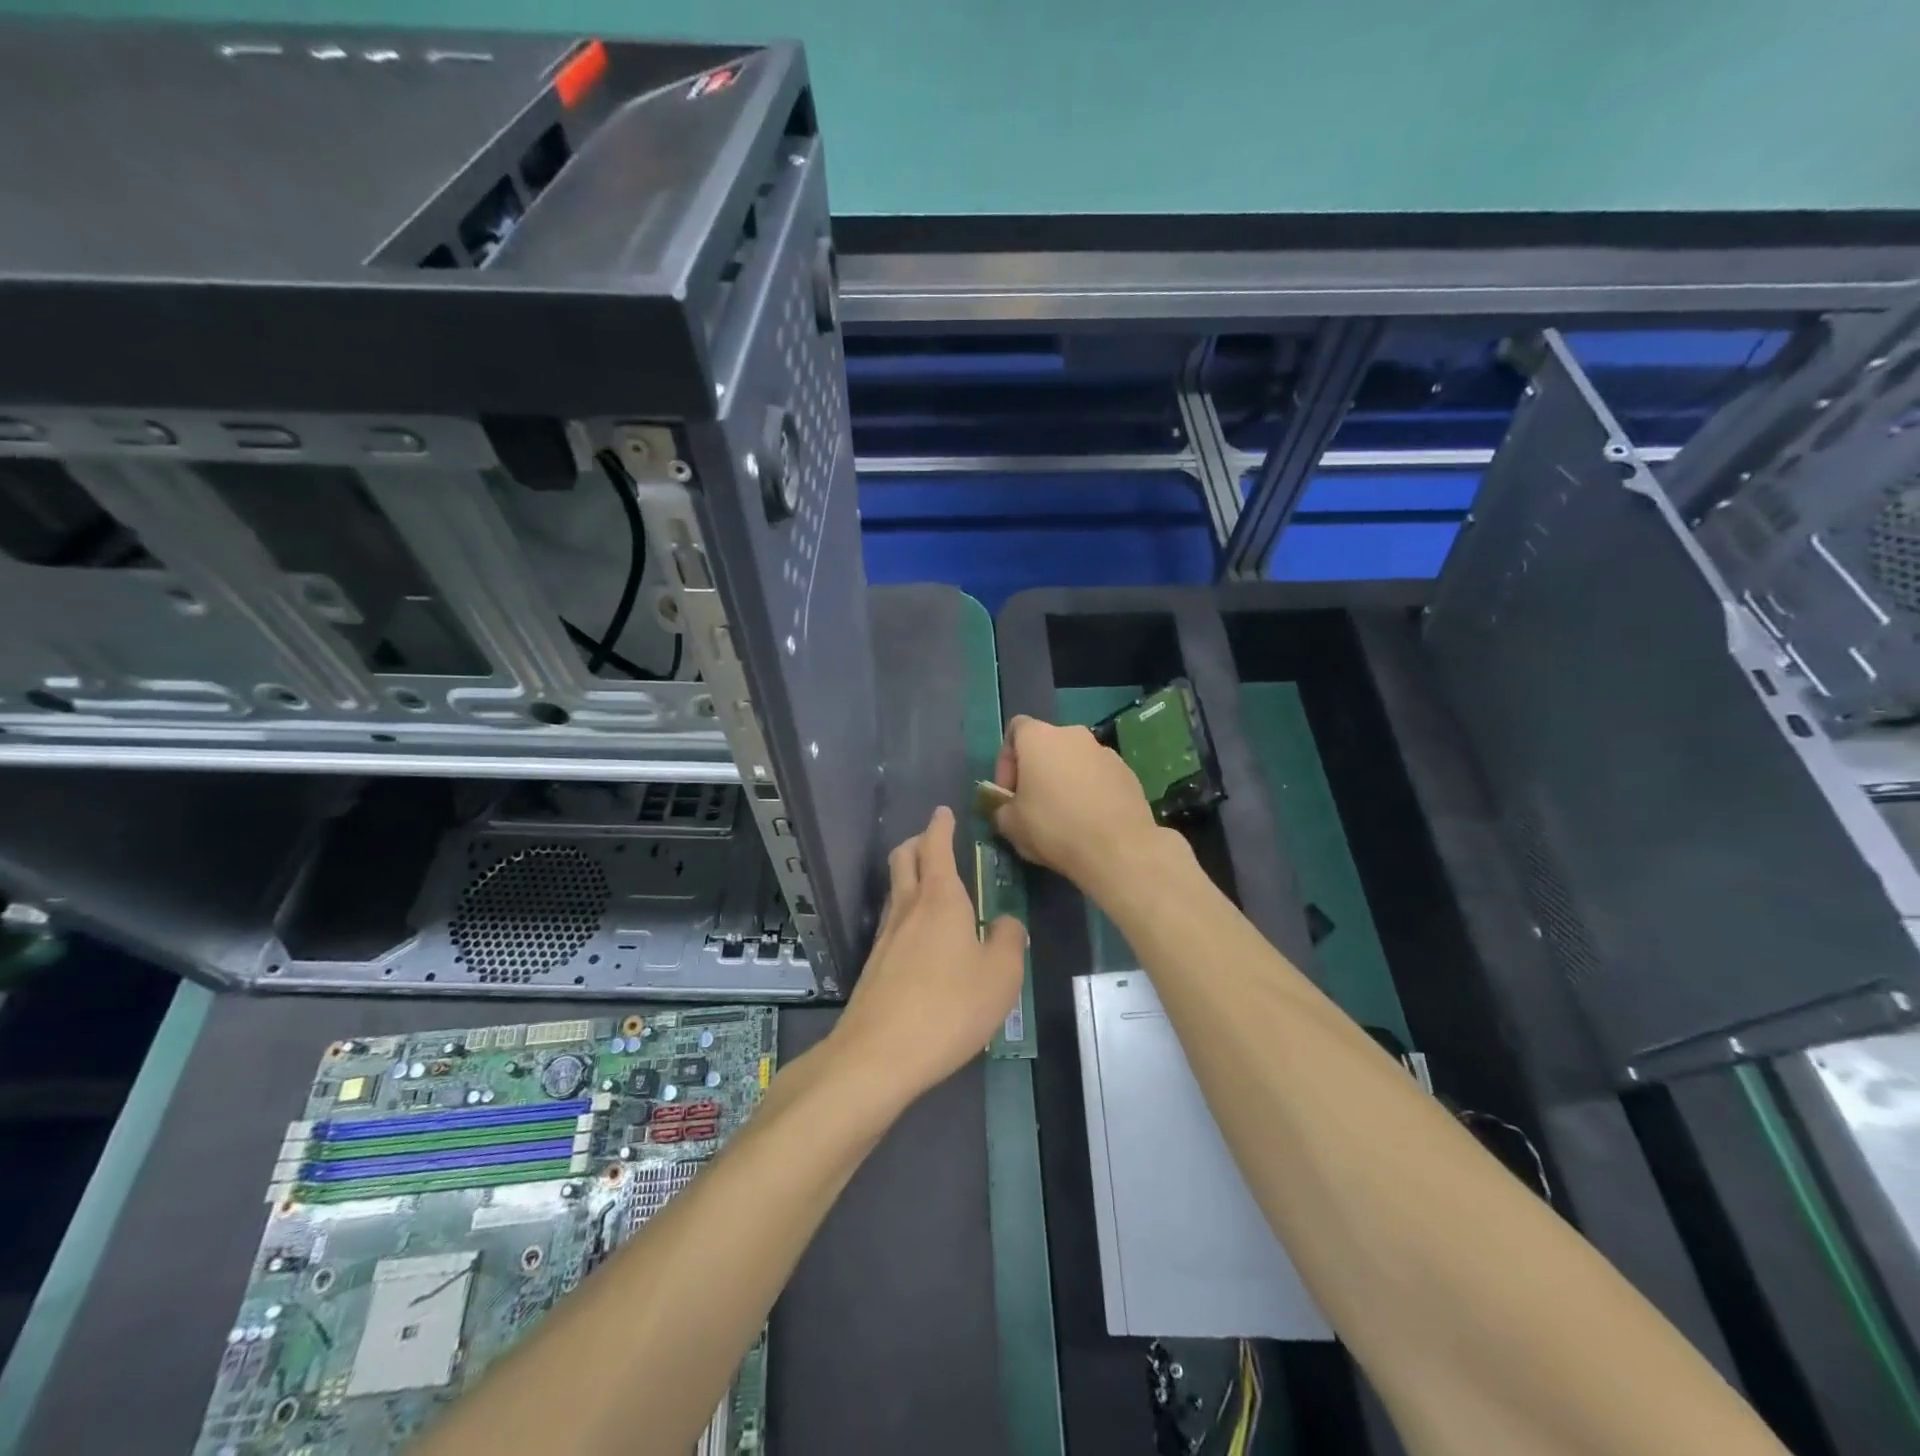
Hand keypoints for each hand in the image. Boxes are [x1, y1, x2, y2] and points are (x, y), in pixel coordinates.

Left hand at [829, 806, 1024, 1102]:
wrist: (879, 1054)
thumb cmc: (949, 1007)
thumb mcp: (1001, 975)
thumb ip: (1008, 940)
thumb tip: (1003, 922)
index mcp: (939, 898)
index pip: (936, 845)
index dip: (940, 825)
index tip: (944, 811)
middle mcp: (908, 907)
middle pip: (903, 858)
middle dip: (918, 842)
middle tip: (935, 841)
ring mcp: (886, 936)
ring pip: (894, 888)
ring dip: (909, 875)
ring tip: (932, 886)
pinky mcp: (875, 964)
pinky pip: (893, 920)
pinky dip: (907, 910)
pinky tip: (922, 936)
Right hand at [991, 715, 1170, 893]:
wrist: (1118, 848)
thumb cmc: (1054, 828)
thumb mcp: (1010, 825)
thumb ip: (1001, 807)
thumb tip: (1008, 807)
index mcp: (1039, 738)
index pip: (1015, 729)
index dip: (1006, 760)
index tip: (1009, 791)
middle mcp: (1073, 734)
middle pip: (1047, 745)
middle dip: (1037, 771)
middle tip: (1033, 805)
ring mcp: (1104, 751)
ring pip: (1075, 761)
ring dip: (1065, 780)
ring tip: (1065, 816)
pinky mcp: (1127, 772)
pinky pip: (1099, 776)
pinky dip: (1090, 791)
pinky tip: (1090, 820)